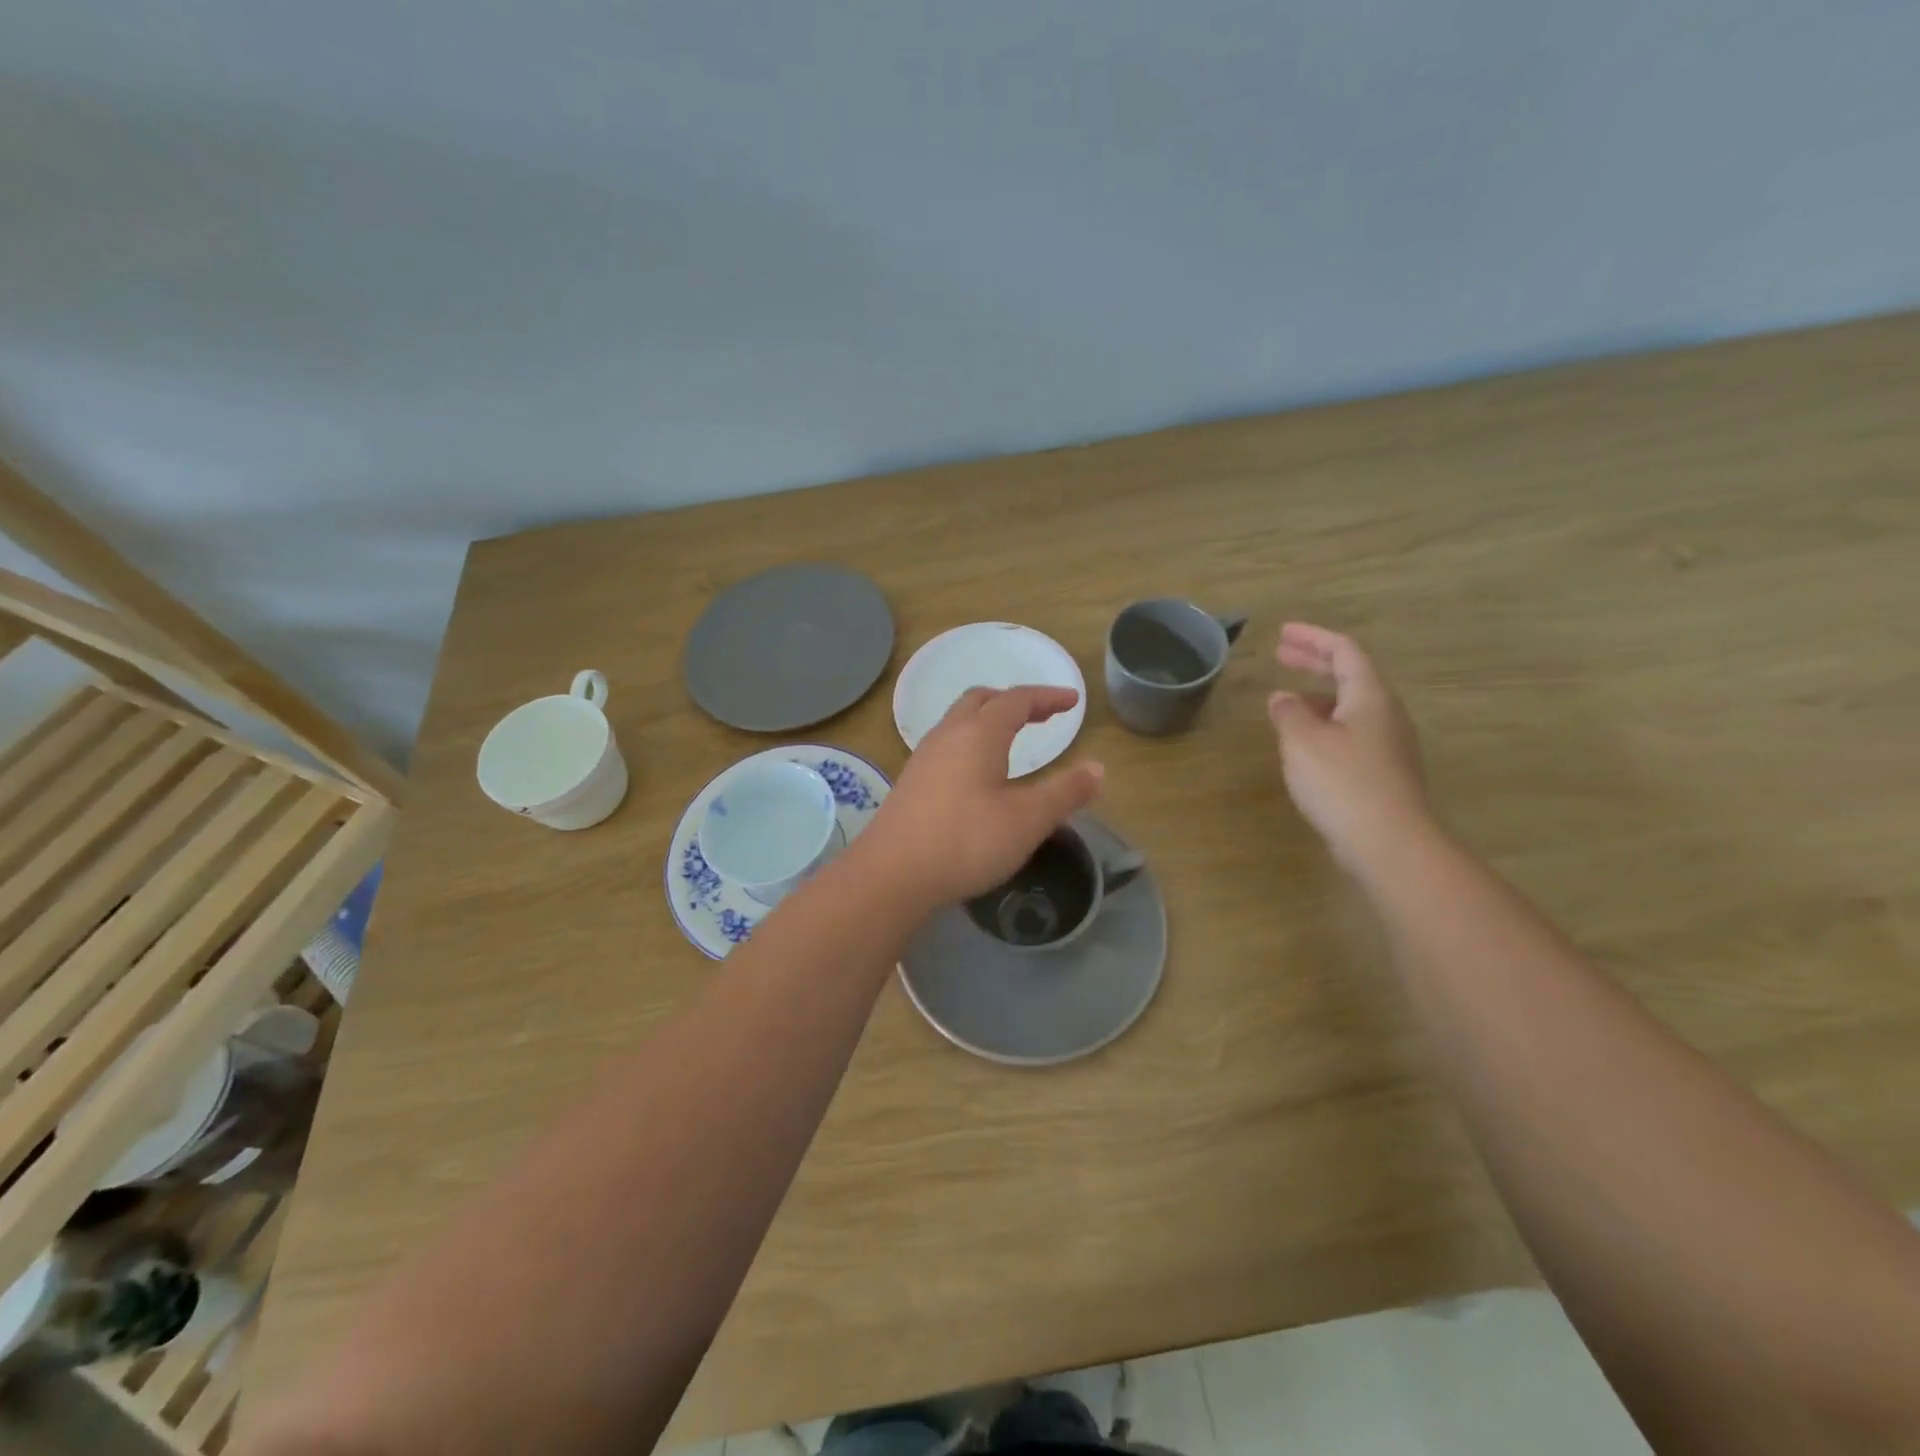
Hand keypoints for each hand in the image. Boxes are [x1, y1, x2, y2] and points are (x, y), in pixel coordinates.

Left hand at [857, 686, 1103, 911]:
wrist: (892, 874)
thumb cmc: (966, 841)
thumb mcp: (1028, 820)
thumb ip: (1065, 792)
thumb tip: (1098, 767)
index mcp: (979, 734)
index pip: (1017, 700)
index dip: (1047, 697)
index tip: (1072, 702)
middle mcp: (948, 736)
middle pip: (981, 700)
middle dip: (1014, 701)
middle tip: (1041, 714)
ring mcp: (924, 758)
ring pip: (958, 721)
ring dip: (988, 720)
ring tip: (1011, 739)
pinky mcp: (911, 782)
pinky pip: (946, 745)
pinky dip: (971, 742)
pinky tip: (977, 774)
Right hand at [1268, 623, 1430, 869]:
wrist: (1389, 843)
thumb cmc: (1343, 782)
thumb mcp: (1303, 741)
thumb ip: (1289, 714)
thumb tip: (1282, 698)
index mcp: (1370, 696)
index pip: (1344, 651)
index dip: (1313, 638)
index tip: (1283, 633)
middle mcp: (1385, 714)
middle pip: (1351, 675)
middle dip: (1315, 661)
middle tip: (1282, 654)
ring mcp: (1387, 745)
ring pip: (1351, 706)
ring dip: (1318, 695)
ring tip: (1286, 700)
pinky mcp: (1382, 772)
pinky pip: (1351, 732)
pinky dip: (1324, 723)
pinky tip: (1304, 742)